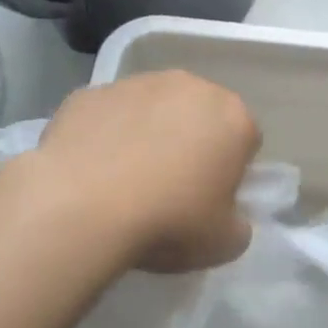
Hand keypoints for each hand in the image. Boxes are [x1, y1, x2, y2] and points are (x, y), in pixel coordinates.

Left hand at [30, 71, 260, 273]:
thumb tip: (227, 214)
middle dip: (191, 142)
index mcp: (232, 117)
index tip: (210, 200)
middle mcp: (189, 87)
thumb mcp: (225, 244)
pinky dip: (105, 134)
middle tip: (170, 188)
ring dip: (147, 133)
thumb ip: (237, 222)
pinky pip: (108, 114)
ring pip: (152, 108)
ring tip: (125, 180)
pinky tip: (91, 171)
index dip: (231, 171)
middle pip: (199, 114)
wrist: (82, 207)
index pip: (245, 140)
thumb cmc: (168, 222)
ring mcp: (136, 84)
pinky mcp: (90, 92)